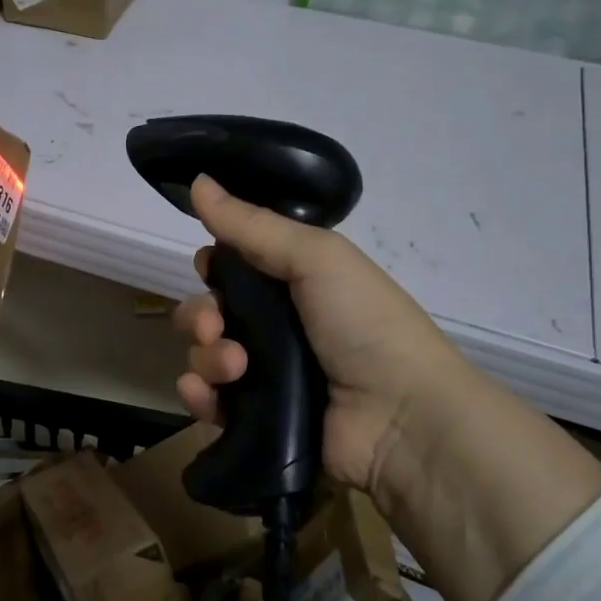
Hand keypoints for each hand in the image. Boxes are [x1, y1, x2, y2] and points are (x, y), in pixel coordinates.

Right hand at [173, 175, 471, 509]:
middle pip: (209, 313)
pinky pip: (209, 402)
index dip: (213, 267)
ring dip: (206, 356)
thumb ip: (252, 224)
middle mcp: (276, 327)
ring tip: (235, 367)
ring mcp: (265, 376)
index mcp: (294, 284)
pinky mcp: (255, 419)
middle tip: (215, 326)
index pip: (233, 269)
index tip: (209, 268)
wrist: (401, 418)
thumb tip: (199, 181)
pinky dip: (200, 396)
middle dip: (199, 316)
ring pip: (205, 356)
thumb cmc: (364, 324)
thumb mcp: (316, 258)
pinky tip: (205, 393)